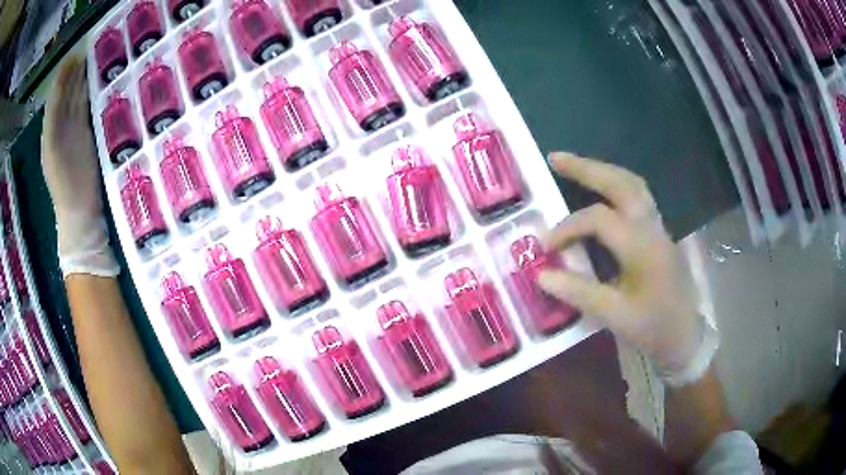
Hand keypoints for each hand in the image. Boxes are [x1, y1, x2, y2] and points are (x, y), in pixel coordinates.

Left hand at [42, 57, 118, 276]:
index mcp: (51, 131)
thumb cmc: (65, 185)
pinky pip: (87, 108)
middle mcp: (62, 127)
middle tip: (88, 47)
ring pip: (78, 98)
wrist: (80, 213)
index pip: (56, 96)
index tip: (74, 54)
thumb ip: (53, 121)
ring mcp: (75, 130)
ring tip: (94, 56)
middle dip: (75, 72)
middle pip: (67, 94)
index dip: (63, 76)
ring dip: (84, 79)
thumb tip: (59, 89)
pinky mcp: (87, 136)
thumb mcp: (53, 151)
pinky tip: (98, 79)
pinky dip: (91, 93)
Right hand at [538, 153, 704, 381]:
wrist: (685, 337)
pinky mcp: (659, 234)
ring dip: (604, 171)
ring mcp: (659, 228)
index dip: (568, 227)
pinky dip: (616, 185)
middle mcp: (652, 228)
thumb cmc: (653, 328)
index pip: (599, 219)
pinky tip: (601, 191)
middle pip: (621, 183)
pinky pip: (638, 197)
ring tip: (576, 167)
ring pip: (633, 185)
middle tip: (555, 159)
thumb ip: (579, 292)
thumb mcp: (615, 316)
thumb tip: (542, 274)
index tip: (546, 246)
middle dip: (587, 168)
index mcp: (642, 246)